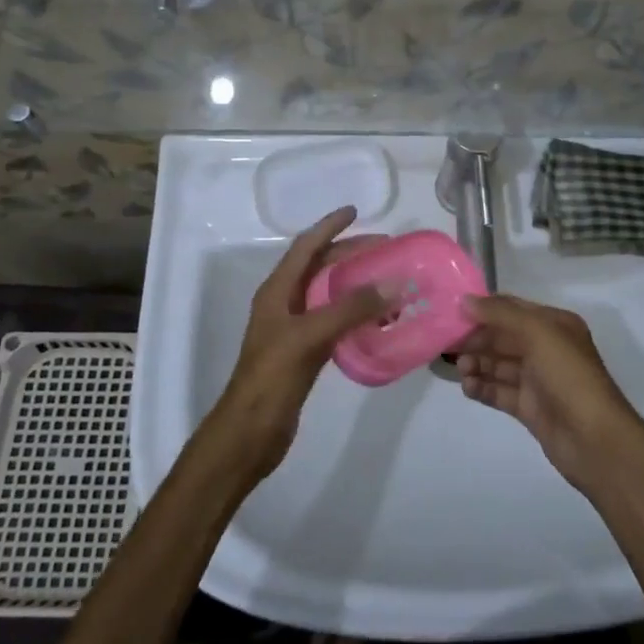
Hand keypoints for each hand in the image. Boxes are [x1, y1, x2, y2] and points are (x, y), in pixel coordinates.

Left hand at [211, 207, 388, 478]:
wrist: (250, 432)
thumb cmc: (272, 377)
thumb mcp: (310, 336)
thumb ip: (350, 308)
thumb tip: (393, 283)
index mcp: (277, 291)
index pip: (305, 247)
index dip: (329, 226)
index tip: (355, 211)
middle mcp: (284, 303)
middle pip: (319, 267)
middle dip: (349, 254)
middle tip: (385, 249)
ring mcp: (293, 328)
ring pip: (328, 294)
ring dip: (355, 284)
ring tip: (388, 281)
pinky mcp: (304, 352)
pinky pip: (334, 321)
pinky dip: (355, 314)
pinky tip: (377, 320)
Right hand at [454, 295, 643, 490]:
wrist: (594, 439)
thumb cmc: (569, 376)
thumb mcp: (538, 333)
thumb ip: (501, 314)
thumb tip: (465, 301)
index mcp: (554, 325)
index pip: (512, 309)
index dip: (484, 309)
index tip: (453, 312)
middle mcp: (547, 348)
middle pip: (503, 337)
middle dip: (477, 339)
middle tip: (449, 344)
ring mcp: (538, 380)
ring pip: (499, 365)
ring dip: (477, 363)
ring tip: (461, 369)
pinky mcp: (530, 407)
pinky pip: (500, 392)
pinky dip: (483, 387)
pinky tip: (468, 387)